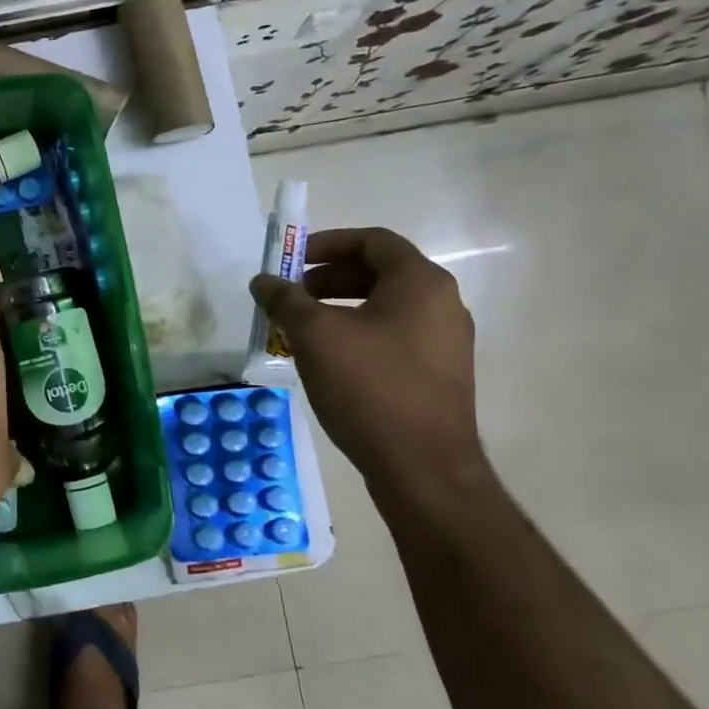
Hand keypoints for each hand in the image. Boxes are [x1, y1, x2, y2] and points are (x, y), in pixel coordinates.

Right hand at [251, 227, 484, 490]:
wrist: (422, 467)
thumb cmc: (369, 387)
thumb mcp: (315, 336)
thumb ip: (286, 300)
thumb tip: (263, 281)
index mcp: (420, 283)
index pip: (374, 240)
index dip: (328, 243)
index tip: (292, 261)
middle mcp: (442, 305)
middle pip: (380, 272)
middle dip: (329, 279)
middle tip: (292, 296)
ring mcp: (444, 342)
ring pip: (385, 307)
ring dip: (340, 308)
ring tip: (301, 329)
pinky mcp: (438, 374)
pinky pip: (393, 336)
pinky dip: (357, 334)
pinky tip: (328, 360)